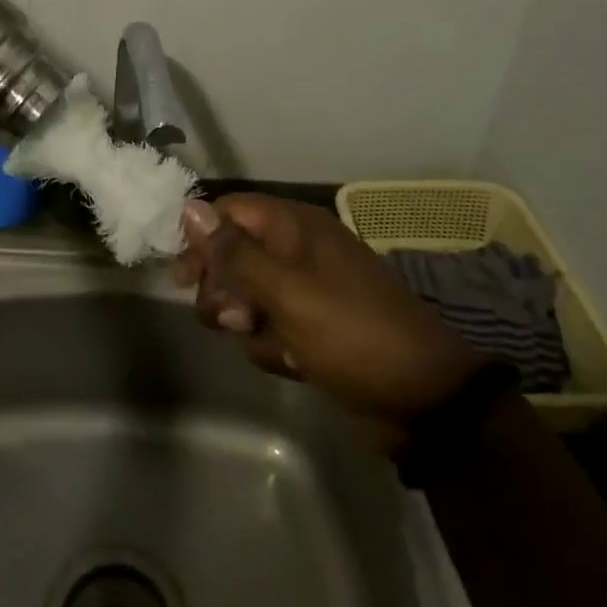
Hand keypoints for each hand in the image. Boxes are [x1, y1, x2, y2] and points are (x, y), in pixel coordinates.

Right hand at [177, 195, 482, 447]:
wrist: (423, 399)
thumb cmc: (350, 333)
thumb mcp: (286, 291)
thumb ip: (234, 252)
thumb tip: (188, 207)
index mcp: (295, 227)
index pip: (229, 212)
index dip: (201, 239)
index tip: (183, 278)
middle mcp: (298, 250)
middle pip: (233, 256)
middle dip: (225, 292)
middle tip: (234, 320)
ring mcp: (307, 289)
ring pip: (248, 298)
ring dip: (251, 326)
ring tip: (277, 344)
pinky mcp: (313, 326)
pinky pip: (271, 327)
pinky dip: (275, 346)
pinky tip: (297, 363)